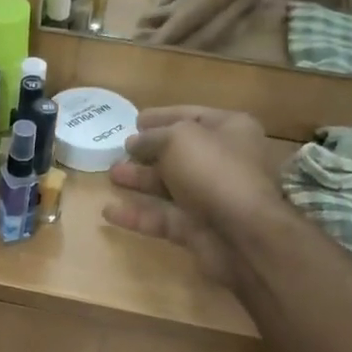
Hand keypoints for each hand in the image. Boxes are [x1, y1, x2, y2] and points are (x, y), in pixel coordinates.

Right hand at [103, 111, 295, 287]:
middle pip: (178, 153)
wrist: (242, 234)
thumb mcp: (179, 140)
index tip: (135, 120)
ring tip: (111, 175)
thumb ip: (152, 137)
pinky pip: (162, 217)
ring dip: (139, 180)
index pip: (191, 117)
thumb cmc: (213, 172)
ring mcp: (209, 197)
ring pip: (168, 186)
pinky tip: (108, 211)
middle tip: (119, 151)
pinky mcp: (196, 228)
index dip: (162, 117)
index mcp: (230, 131)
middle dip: (147, 152)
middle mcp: (222, 162)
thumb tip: (135, 142)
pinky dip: (137, 214)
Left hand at [139, 0, 283, 48]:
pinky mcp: (246, 14)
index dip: (174, 28)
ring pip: (211, 38)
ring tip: (145, 35)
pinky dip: (189, 35)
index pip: (203, 7)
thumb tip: (157, 2)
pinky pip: (216, 33)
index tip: (147, 44)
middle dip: (173, 43)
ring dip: (178, 42)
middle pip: (208, 33)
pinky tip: (162, 27)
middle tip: (139, 44)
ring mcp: (251, 8)